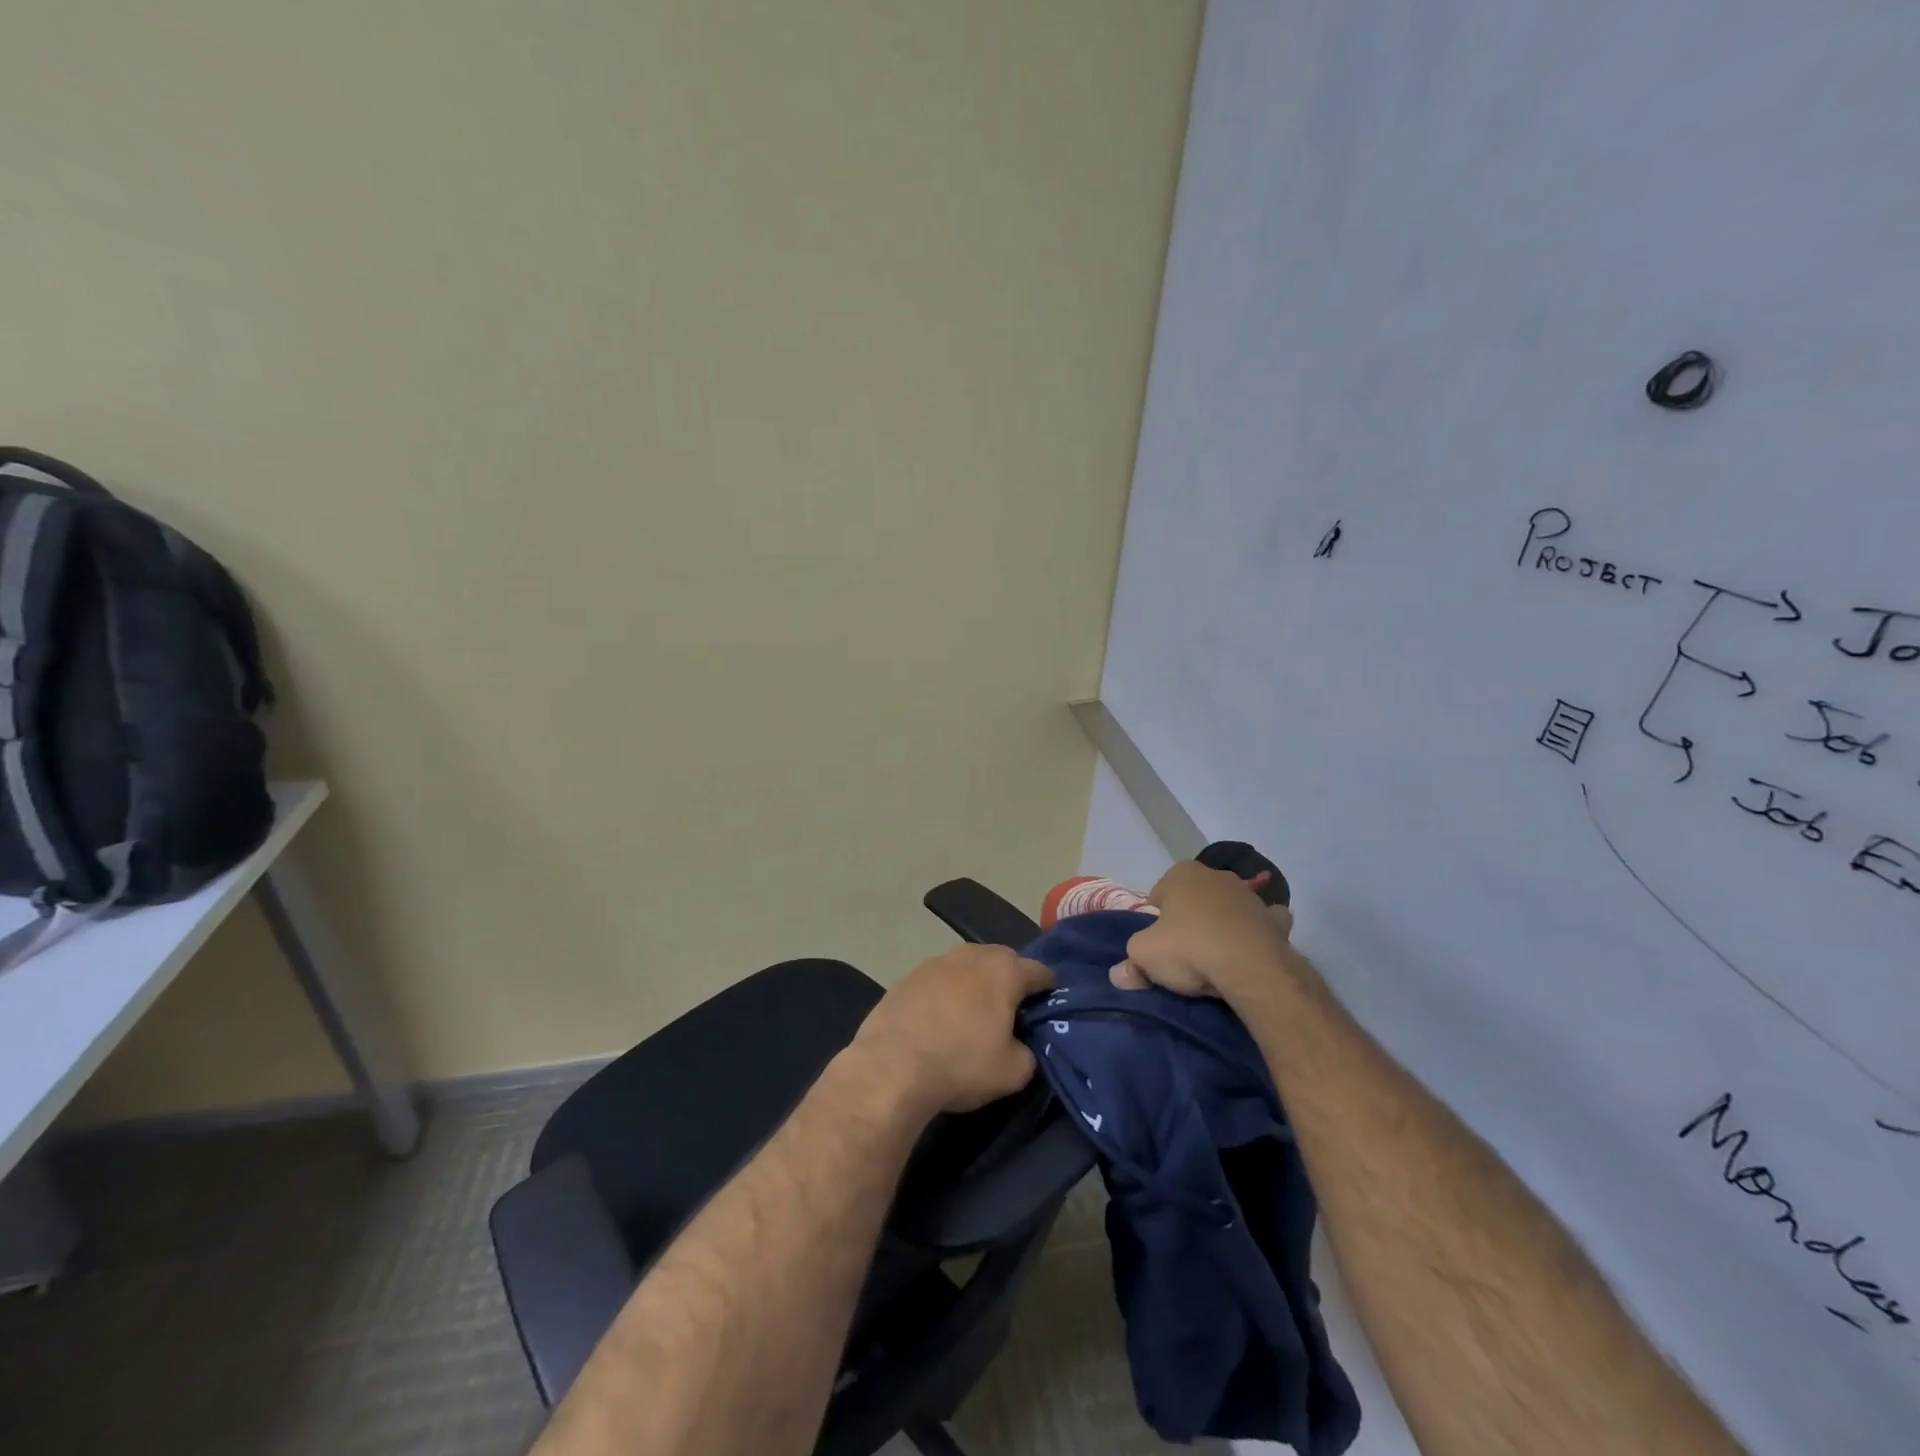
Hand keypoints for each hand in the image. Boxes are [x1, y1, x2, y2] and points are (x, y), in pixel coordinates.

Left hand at [848, 944, 1053, 1115]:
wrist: (891, 1066)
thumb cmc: (961, 1064)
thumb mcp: (1013, 1072)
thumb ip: (1028, 1052)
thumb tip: (1020, 1046)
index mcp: (1004, 970)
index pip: (1039, 971)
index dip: (1048, 989)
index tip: (1048, 1007)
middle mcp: (971, 955)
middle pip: (1002, 961)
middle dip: (1009, 981)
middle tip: (1010, 1012)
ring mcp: (935, 962)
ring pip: (967, 968)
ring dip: (974, 985)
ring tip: (972, 1016)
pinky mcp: (907, 977)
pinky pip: (938, 982)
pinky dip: (944, 995)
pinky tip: (939, 1021)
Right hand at [1109, 861, 1294, 999]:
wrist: (1251, 969)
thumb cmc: (1189, 949)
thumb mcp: (1144, 956)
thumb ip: (1130, 962)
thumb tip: (1118, 976)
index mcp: (1182, 874)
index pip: (1159, 893)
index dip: (1155, 919)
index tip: (1157, 942)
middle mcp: (1216, 875)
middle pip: (1194, 899)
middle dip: (1189, 918)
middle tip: (1183, 951)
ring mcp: (1250, 896)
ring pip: (1228, 908)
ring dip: (1222, 925)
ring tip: (1215, 958)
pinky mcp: (1277, 920)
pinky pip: (1262, 923)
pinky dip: (1257, 933)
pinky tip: (1250, 952)